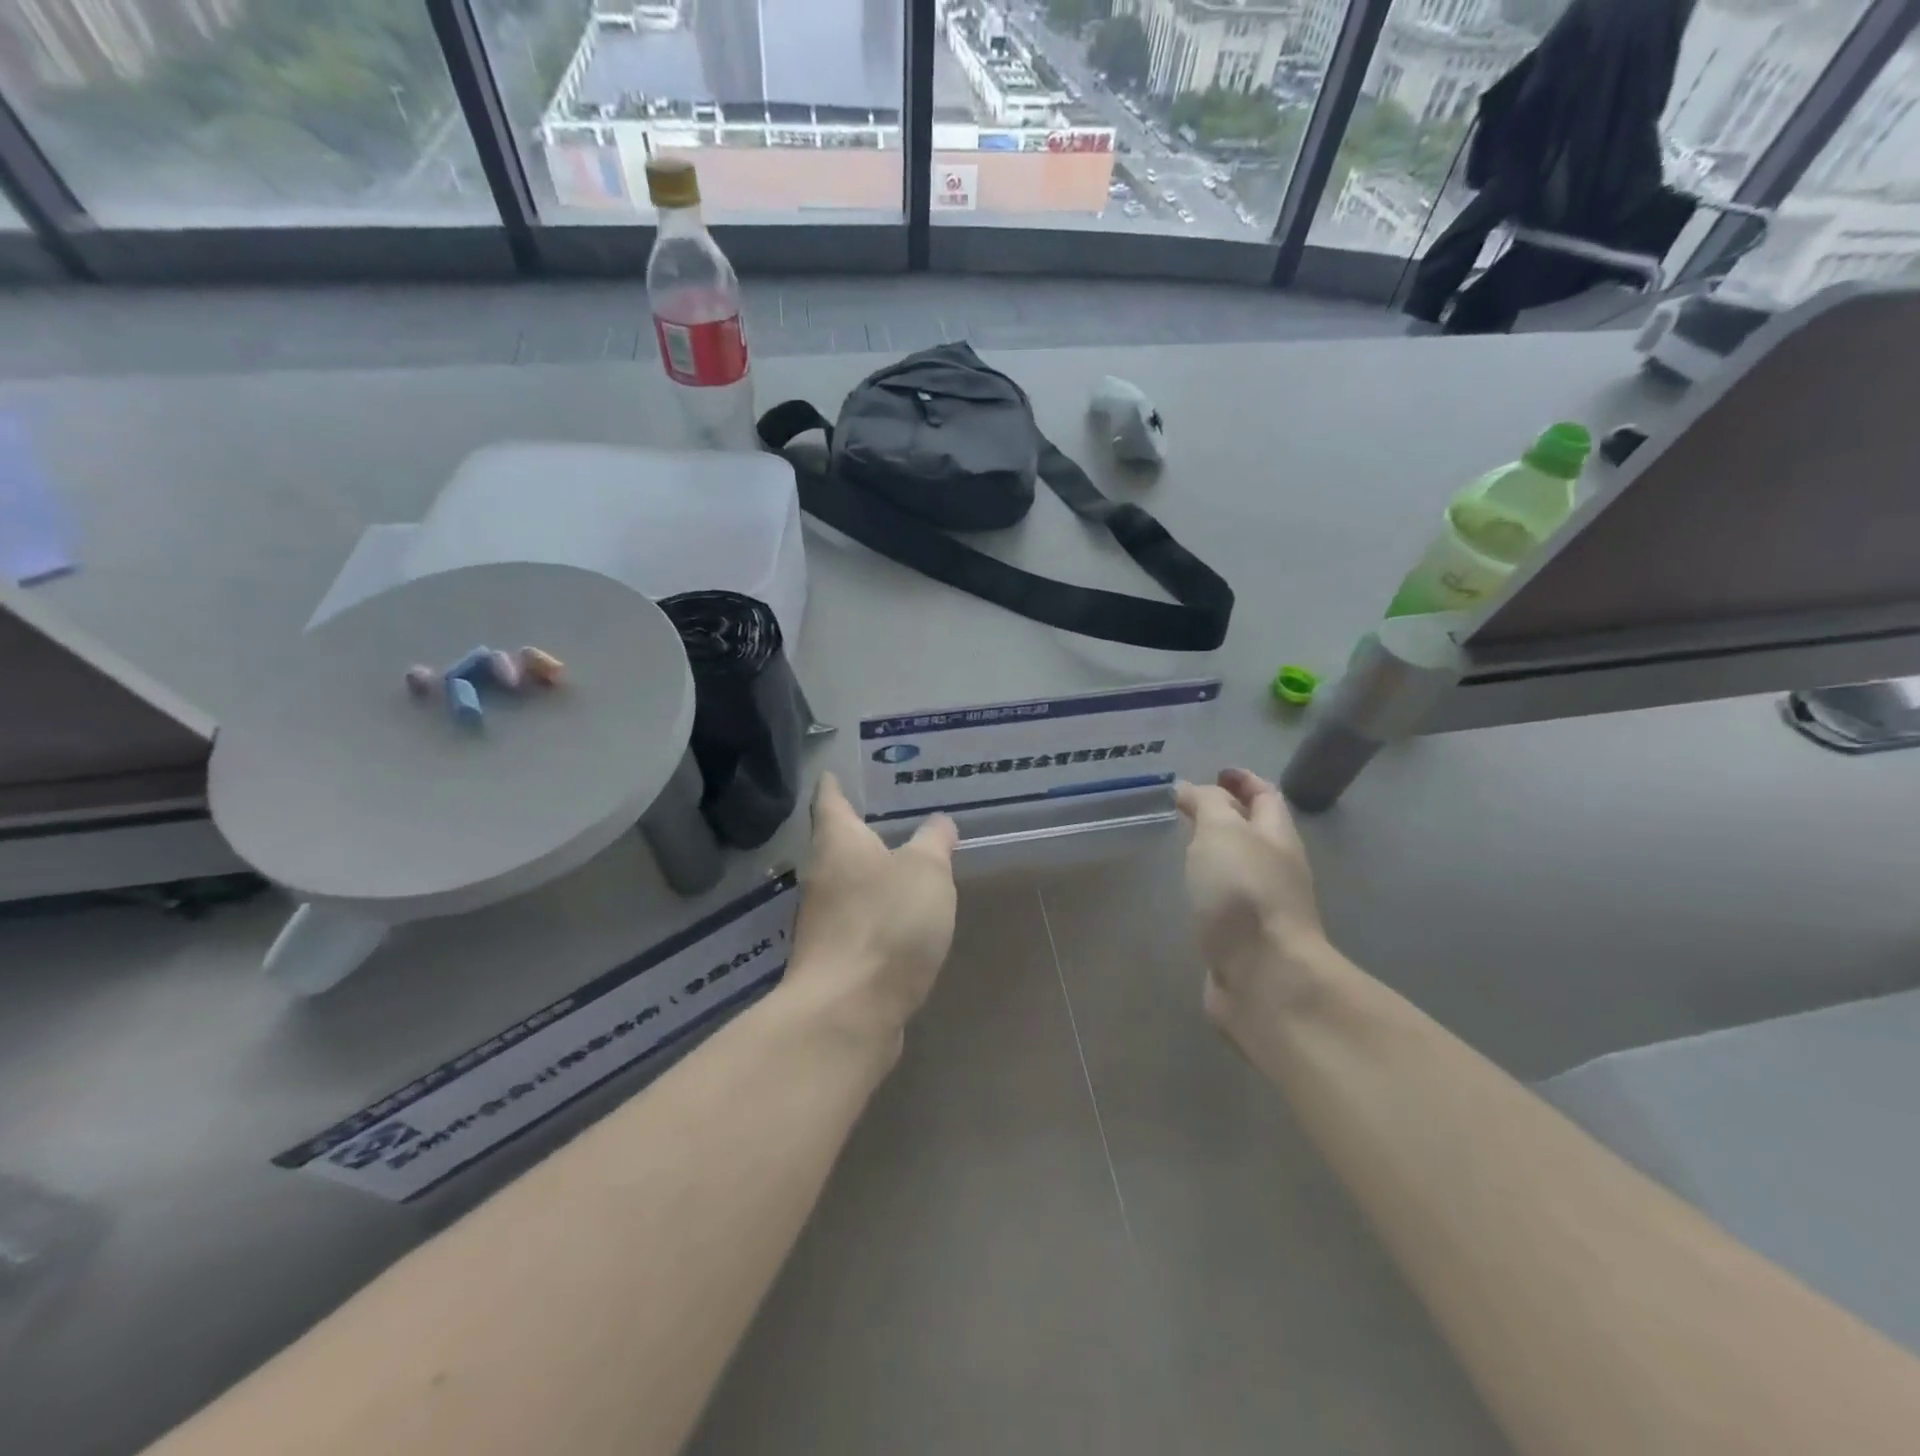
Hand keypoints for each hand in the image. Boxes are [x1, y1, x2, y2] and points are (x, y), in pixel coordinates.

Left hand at [788, 774, 959, 1044]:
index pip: (829, 800)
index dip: (833, 784)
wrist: (847, 1012)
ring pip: (846, 885)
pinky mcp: (834, 960)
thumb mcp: (925, 872)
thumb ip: (934, 843)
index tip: (833, 772)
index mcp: (837, 842)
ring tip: (902, 864)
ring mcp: (822, 922)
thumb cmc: (885, 924)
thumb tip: (939, 823)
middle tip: (889, 815)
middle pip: (835, 844)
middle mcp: (821, 876)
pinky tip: (901, 919)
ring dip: (869, 875)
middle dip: (858, 831)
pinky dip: (875, 914)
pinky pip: (857, 922)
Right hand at [1176, 768, 1328, 1028]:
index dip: (1243, 780)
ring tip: (1185, 843)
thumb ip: (1207, 805)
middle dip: (1229, 814)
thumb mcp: (1221, 833)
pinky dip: (1210, 886)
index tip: (1217, 771)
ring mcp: (1264, 907)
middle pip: (1257, 831)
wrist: (1264, 978)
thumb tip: (1192, 788)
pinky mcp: (1245, 939)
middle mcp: (1277, 868)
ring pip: (1241, 867)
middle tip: (1191, 805)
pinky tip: (1190, 890)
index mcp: (1277, 837)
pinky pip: (1227, 900)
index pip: (1266, 796)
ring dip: (1218, 851)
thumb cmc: (1243, 894)